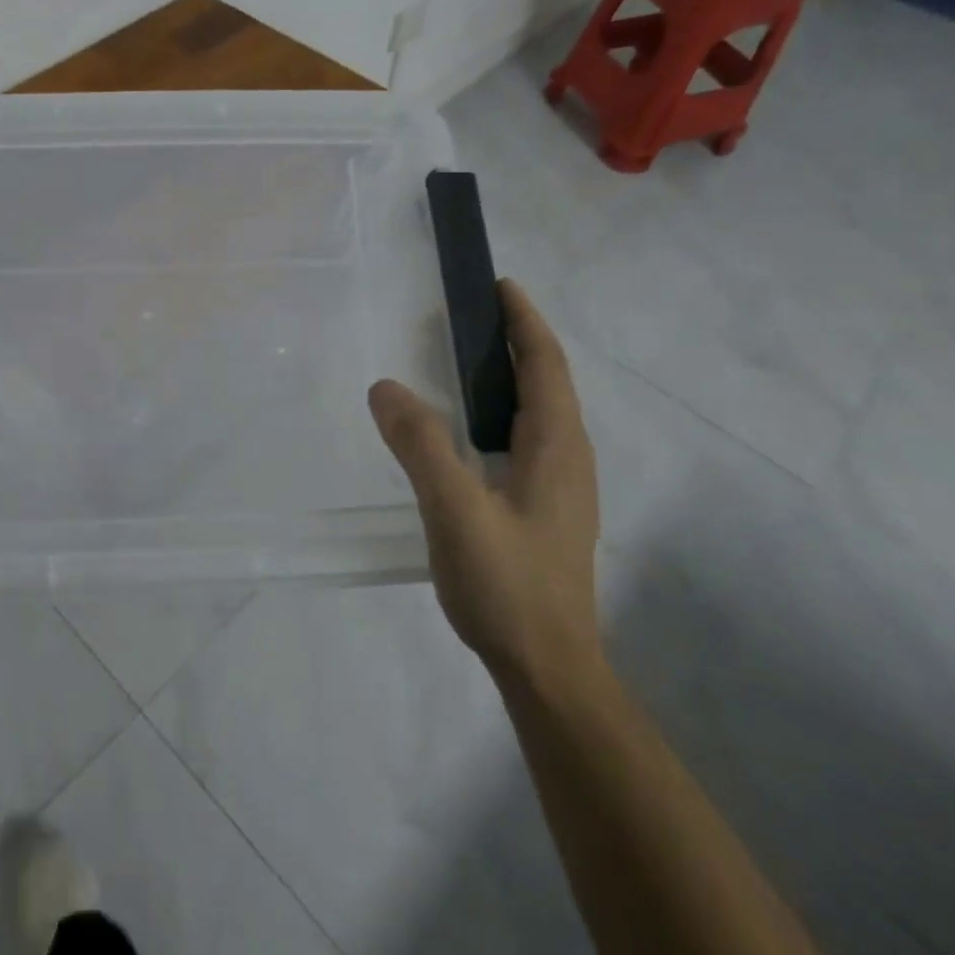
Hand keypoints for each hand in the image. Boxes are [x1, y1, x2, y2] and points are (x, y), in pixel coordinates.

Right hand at [368, 281, 600, 688]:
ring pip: (539, 415)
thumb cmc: (508, 585)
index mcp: (557, 448)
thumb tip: (385, 387)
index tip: (500, 286)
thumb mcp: (455, 511)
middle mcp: (569, 460)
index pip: (546, 366)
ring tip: (466, 365)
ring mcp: (562, 489)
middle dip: (516, 343)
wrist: (548, 667)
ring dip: (510, 378)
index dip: (525, 322)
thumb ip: (421, 446)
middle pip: (547, 384)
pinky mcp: (546, 512)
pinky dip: (501, 414)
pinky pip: (527, 442)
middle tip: (469, 319)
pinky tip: (469, 435)